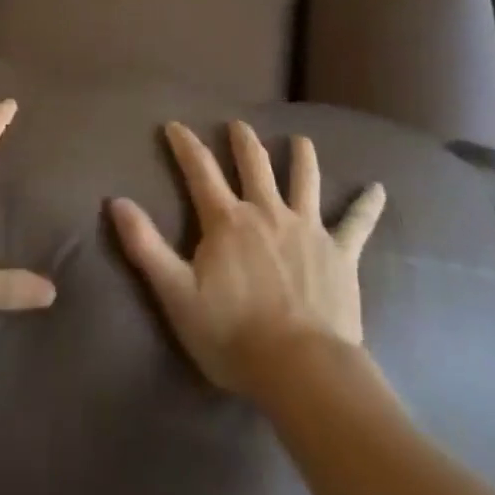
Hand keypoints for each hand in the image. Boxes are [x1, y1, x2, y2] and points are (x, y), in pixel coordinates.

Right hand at [110, 120, 385, 396]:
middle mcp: (267, 212)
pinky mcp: (340, 253)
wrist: (302, 370)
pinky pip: (356, 224)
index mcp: (227, 220)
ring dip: (301, 157)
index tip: (176, 125)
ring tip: (300, 139)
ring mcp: (307, 229)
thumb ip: (145, 246)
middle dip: (243, 141)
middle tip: (238, 124)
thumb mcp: (176, 294)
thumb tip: (116, 201)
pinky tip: (379, 189)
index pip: (200, 171)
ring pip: (304, 181)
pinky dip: (367, 206)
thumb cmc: (233, 334)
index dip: (186, 145)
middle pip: (254, 165)